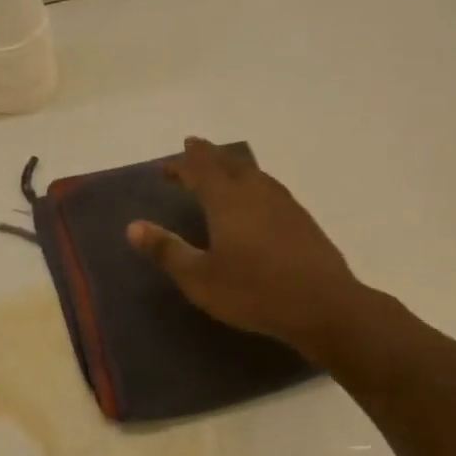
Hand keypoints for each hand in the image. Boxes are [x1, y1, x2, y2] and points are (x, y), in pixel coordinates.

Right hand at [127, 138, 374, 364]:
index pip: (199, 170)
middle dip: (207, 156)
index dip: (181, 165)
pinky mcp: (301, 219)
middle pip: (228, 163)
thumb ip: (167, 250)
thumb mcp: (199, 278)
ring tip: (221, 168)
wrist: (322, 305)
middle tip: (191, 149)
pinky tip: (256, 198)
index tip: (164, 166)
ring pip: (253, 172)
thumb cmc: (253, 292)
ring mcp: (283, 203)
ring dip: (232, 165)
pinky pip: (269, 187)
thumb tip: (133, 226)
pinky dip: (252, 182)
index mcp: (227, 201)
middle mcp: (255, 192)